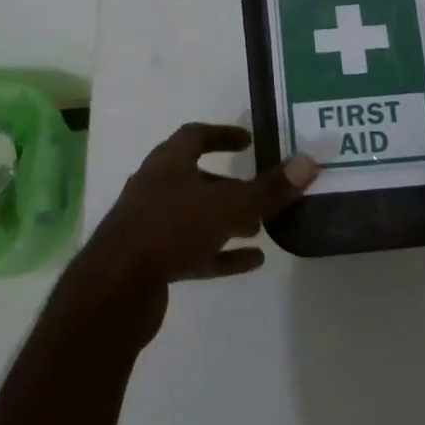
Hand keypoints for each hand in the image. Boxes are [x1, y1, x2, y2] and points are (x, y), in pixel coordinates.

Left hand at [71, 123, 316, 330]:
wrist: (115, 289)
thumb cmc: (170, 230)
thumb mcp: (227, 206)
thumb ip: (268, 188)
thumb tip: (309, 162)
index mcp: (167, 163)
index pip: (195, 136)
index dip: (223, 135)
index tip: (249, 141)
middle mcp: (155, 187)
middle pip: (197, 178)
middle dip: (231, 185)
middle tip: (262, 193)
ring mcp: (150, 225)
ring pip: (195, 215)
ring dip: (227, 219)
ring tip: (261, 228)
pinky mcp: (151, 261)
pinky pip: (193, 250)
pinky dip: (220, 253)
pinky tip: (252, 262)